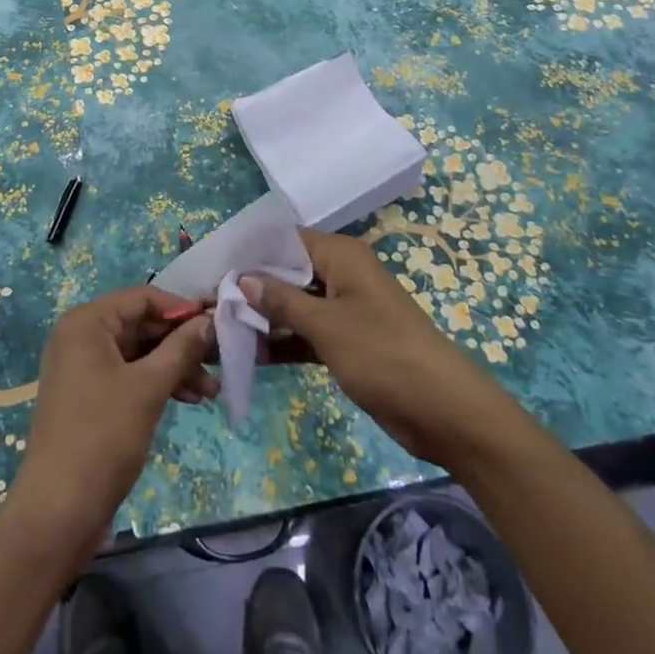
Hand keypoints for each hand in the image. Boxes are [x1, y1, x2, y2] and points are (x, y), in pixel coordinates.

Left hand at [8, 286, 215, 554]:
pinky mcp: (88, 396)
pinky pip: (128, 375)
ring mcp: (82, 367)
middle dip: (181, 343)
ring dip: (174, 367)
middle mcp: (81, 336)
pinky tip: (189, 399)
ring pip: (138, 353)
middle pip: (141, 325)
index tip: (217, 325)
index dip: (181, 309)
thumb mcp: (148, 387)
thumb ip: (180, 348)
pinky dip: (157, 383)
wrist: (59, 511)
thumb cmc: (103, 437)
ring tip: (211, 391)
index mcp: (87, 322)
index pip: (143, 298)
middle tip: (220, 360)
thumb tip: (208, 319)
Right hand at [238, 230, 504, 463]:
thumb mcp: (327, 325)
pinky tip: (251, 353)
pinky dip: (284, 340)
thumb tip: (242, 278)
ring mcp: (345, 310)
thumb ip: (281, 300)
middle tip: (210, 303)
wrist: (444, 411)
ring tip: (221, 328)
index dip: (251, 254)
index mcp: (341, 256)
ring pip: (295, 304)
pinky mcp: (347, 342)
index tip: (213, 269)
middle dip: (252, 288)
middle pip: (288, 272)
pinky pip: (307, 332)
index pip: (286, 241)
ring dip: (265, 317)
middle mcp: (341, 275)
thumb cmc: (384, 354)